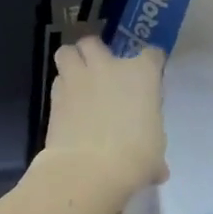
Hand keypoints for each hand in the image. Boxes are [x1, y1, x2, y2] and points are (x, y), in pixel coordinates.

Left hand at [38, 36, 168, 205]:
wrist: (89, 171)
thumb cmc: (135, 156)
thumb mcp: (156, 150)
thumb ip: (154, 147)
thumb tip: (158, 170)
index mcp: (142, 73)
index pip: (152, 54)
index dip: (151, 64)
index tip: (149, 77)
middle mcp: (109, 67)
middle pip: (95, 42)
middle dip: (96, 52)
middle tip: (101, 70)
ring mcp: (79, 79)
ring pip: (67, 52)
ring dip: (72, 62)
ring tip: (78, 79)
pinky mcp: (55, 97)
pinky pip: (57, 81)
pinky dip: (62, 89)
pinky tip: (68, 105)